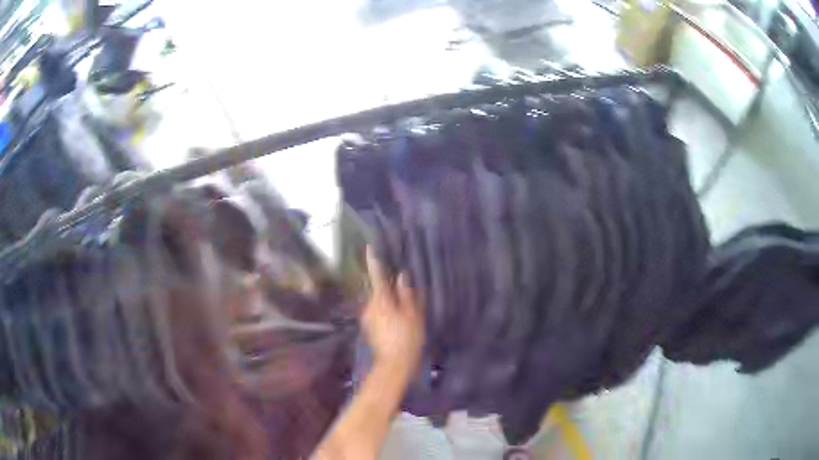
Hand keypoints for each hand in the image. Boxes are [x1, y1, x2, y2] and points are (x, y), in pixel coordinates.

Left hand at [362, 247, 425, 378]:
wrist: (394, 364)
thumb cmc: (407, 338)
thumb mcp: (413, 315)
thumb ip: (407, 293)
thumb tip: (402, 275)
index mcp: (381, 300)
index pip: (376, 275)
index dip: (374, 260)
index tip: (370, 247)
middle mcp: (370, 306)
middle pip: (378, 289)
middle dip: (388, 286)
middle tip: (404, 287)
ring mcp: (368, 317)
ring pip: (378, 300)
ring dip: (388, 299)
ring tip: (404, 305)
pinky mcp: (369, 326)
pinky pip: (378, 310)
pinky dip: (386, 309)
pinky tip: (398, 318)